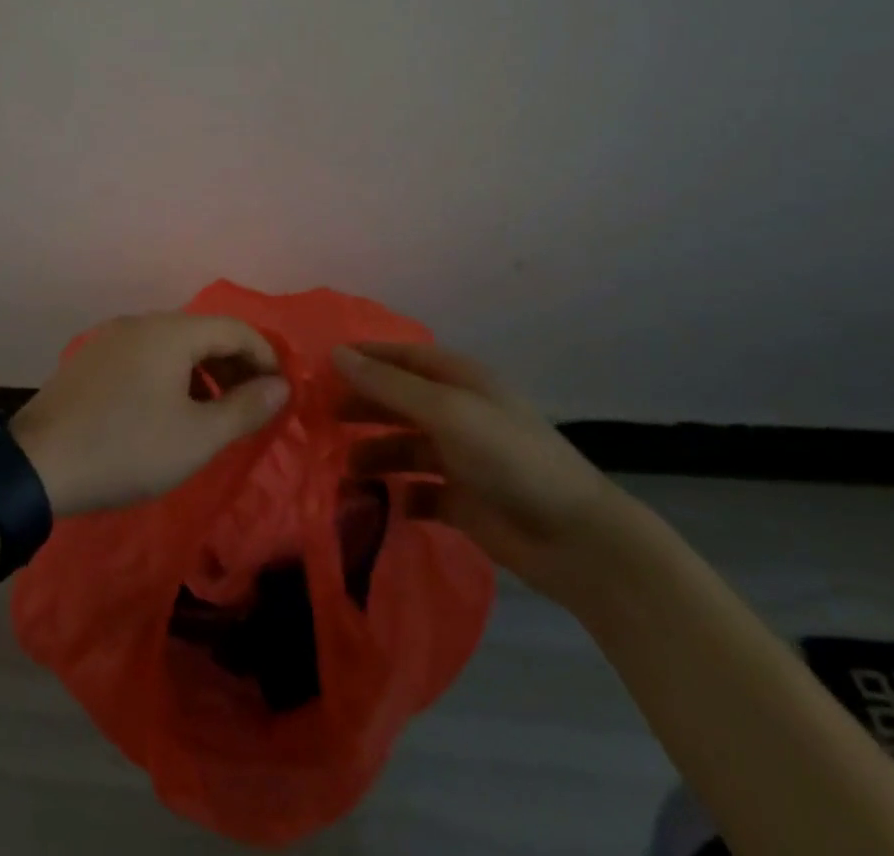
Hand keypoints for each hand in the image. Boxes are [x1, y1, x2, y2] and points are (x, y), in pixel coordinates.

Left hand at [12, 313, 288, 516]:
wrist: (36, 464)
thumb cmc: (127, 448)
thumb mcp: (196, 437)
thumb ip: (245, 408)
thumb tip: (281, 386)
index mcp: (171, 331)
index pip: (235, 330)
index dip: (265, 357)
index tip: (280, 393)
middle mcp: (142, 322)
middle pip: (204, 333)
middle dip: (235, 365)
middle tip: (252, 405)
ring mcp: (111, 338)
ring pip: (174, 345)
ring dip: (204, 372)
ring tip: (214, 412)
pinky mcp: (91, 359)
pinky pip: (146, 356)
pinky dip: (172, 375)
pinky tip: (169, 411)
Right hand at [334, 342, 631, 599]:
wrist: (575, 538)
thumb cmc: (508, 457)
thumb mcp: (446, 411)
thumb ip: (388, 386)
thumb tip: (335, 354)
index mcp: (458, 380)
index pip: (400, 357)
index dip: (363, 358)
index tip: (318, 368)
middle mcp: (456, 412)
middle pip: (397, 401)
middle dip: (361, 407)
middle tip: (317, 419)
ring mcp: (459, 458)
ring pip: (402, 447)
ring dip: (373, 455)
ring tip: (341, 470)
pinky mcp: (462, 501)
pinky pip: (417, 492)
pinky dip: (396, 496)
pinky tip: (376, 504)